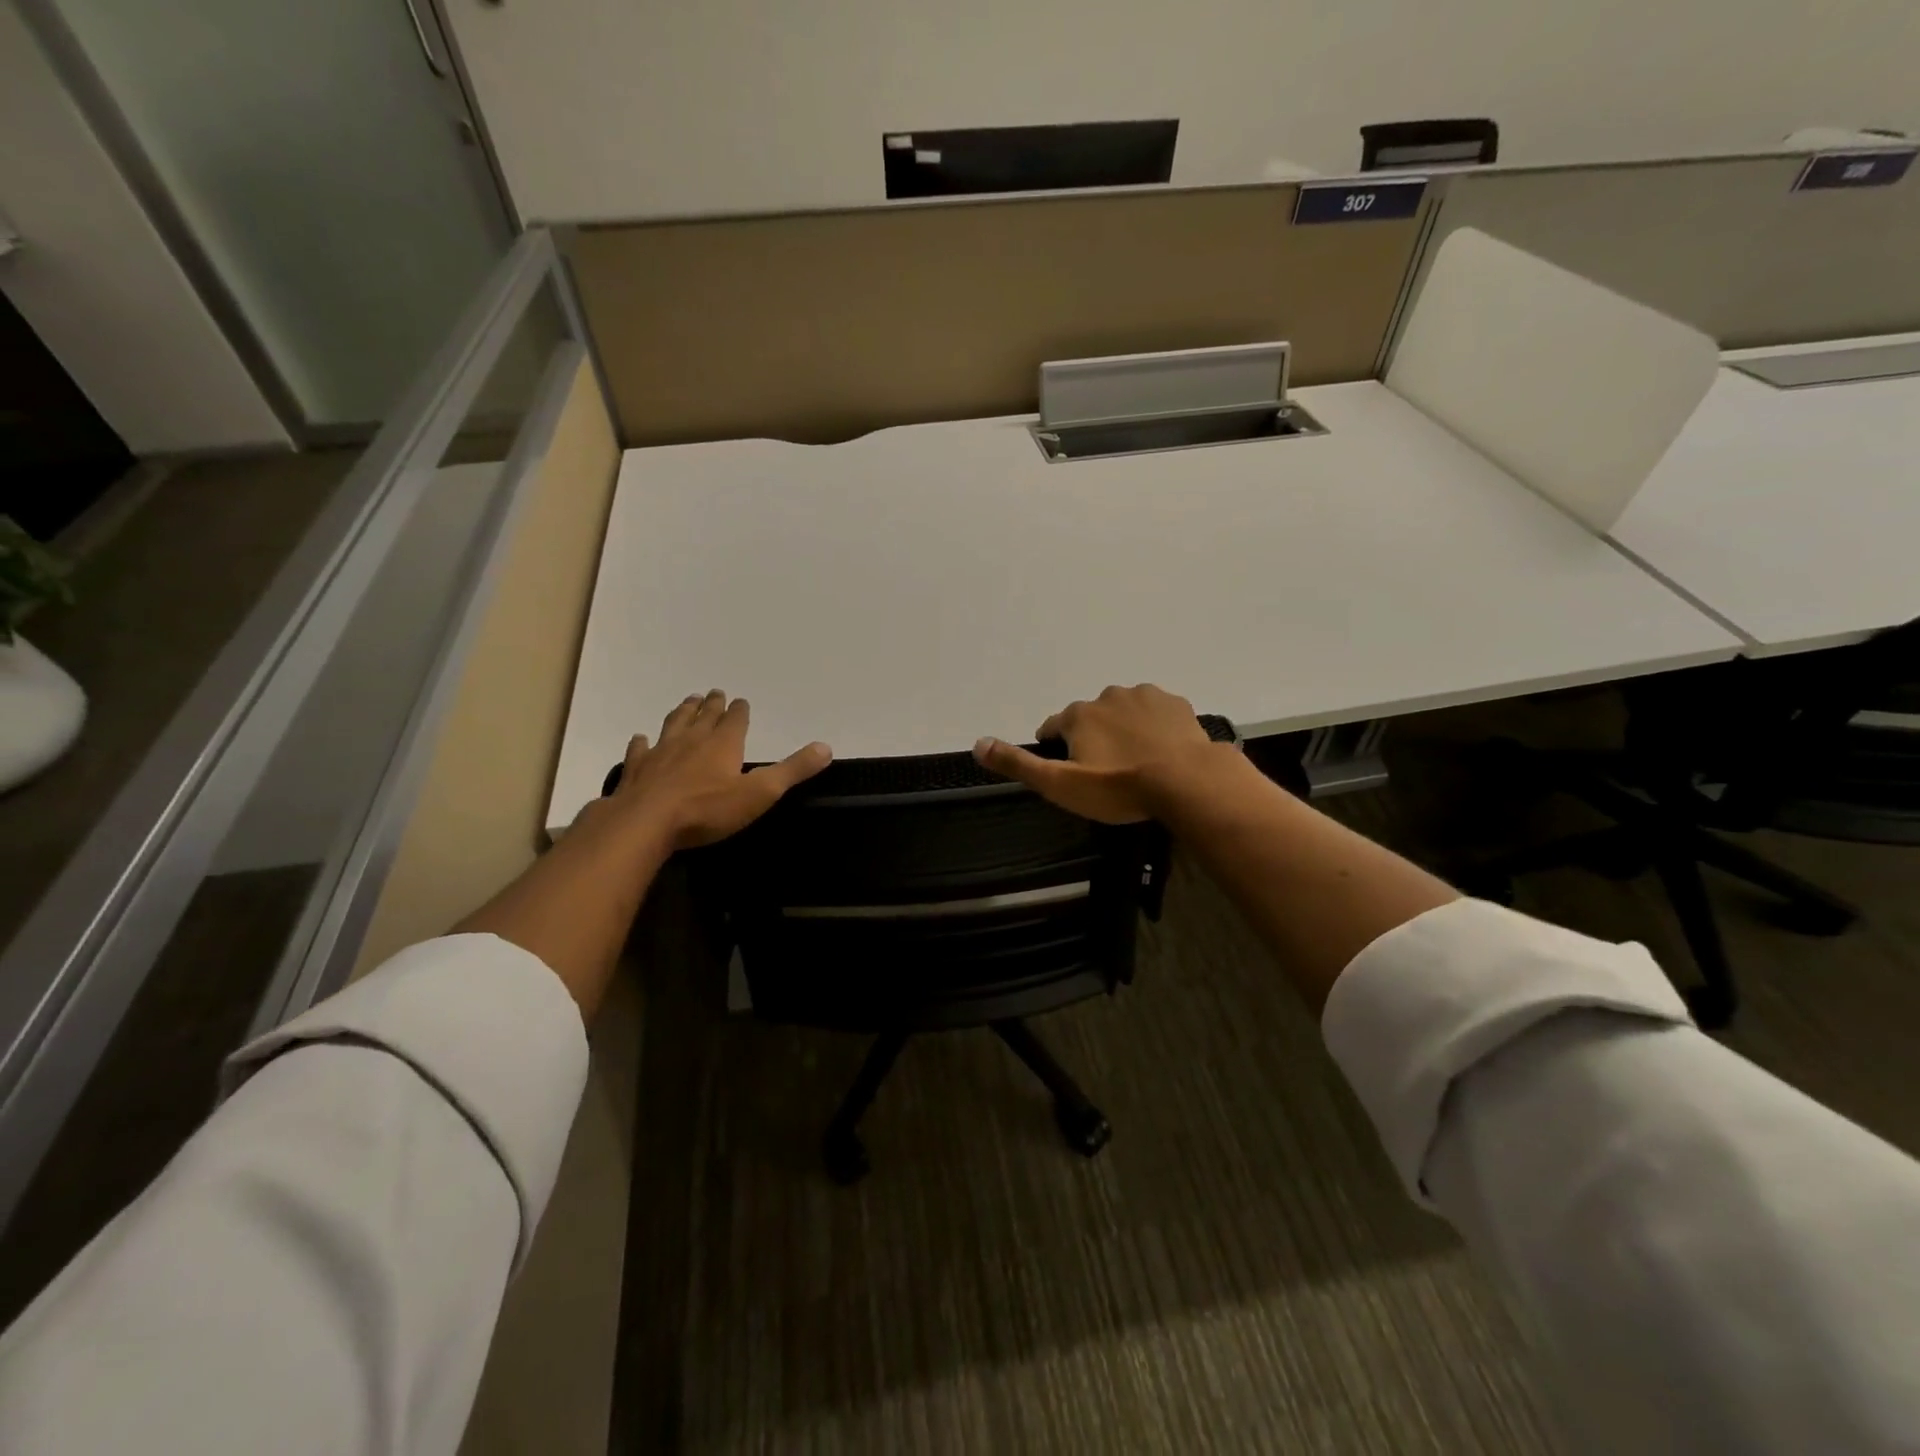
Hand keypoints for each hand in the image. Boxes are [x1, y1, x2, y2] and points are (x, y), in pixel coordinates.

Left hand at [610, 690, 830, 847]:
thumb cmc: (708, 809)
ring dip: (682, 712)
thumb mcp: (760, 792)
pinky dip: (642, 742)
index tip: (741, 700)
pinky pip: (640, 750)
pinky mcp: (637, 769)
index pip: (735, 720)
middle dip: (712, 704)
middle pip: (704, 716)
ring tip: (687, 701)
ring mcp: (661, 752)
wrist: (646, 822)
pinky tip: (641, 738)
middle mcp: (692, 740)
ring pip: (674, 725)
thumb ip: (793, 770)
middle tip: (714, 692)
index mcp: (723, 744)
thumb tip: (825, 747)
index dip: (740, 710)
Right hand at [971, 684, 1237, 822]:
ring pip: (1123, 711)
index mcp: (1078, 715)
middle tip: (1106, 771)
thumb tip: (978, 743)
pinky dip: (1154, 726)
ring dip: (1123, 729)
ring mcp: (1145, 696)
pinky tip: (1161, 750)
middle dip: (1093, 737)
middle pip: (1090, 717)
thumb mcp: (1060, 785)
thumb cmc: (1118, 788)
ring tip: (1136, 761)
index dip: (1055, 746)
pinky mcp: (1175, 704)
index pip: (1053, 726)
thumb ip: (1019, 764)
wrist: (1186, 781)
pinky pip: (1156, 712)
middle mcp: (1107, 696)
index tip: (1067, 768)